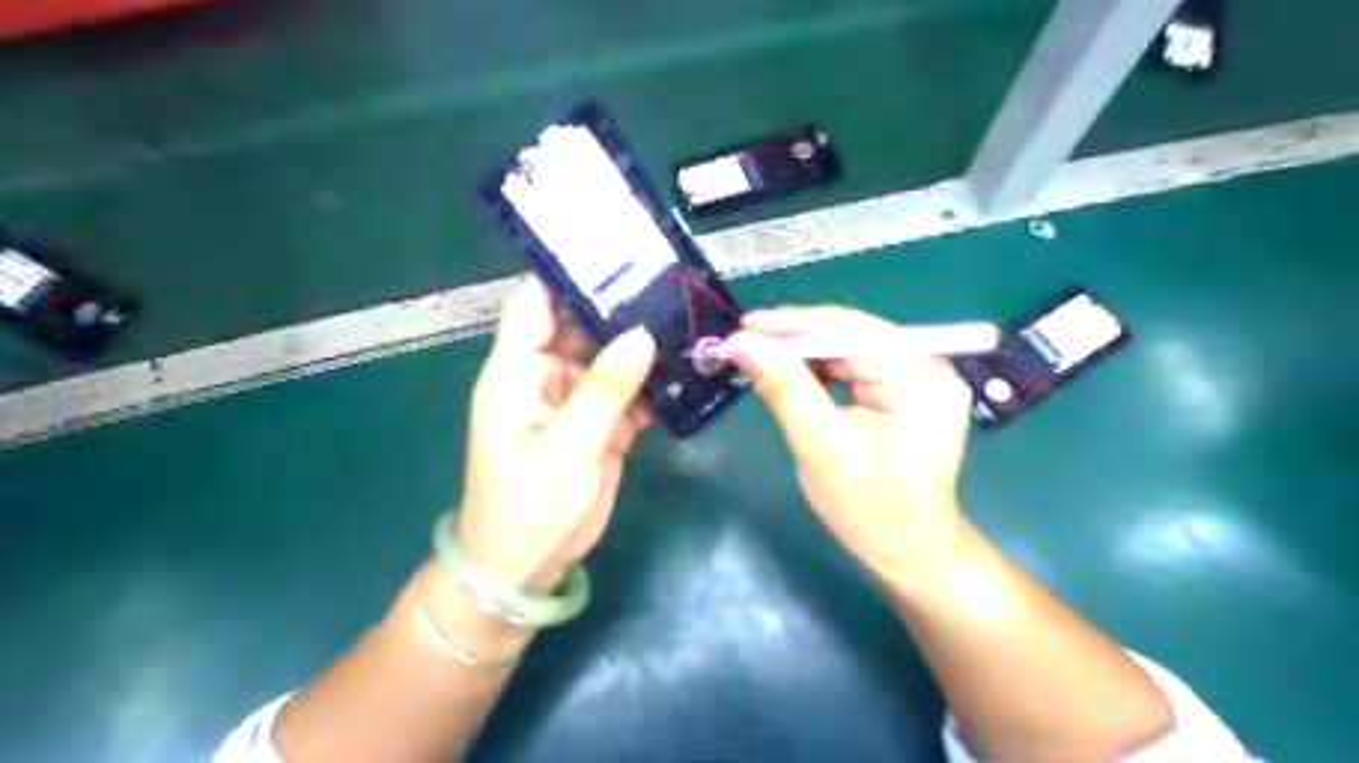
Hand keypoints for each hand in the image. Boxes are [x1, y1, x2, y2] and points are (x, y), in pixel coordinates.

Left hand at [455, 278, 658, 593]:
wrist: (530, 565)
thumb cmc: (529, 506)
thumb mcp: (566, 446)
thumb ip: (604, 389)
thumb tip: (642, 334)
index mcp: (518, 371)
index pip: (535, 305)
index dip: (566, 274)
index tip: (611, 248)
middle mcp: (547, 376)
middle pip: (582, 325)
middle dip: (620, 304)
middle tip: (669, 279)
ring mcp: (577, 399)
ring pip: (611, 356)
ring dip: (642, 342)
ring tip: (687, 314)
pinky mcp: (602, 423)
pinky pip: (629, 391)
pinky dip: (653, 382)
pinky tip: (686, 366)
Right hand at [734, 306, 977, 586]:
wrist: (910, 550)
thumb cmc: (870, 510)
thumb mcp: (822, 450)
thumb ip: (786, 390)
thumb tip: (743, 342)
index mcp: (921, 379)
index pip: (852, 332)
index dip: (794, 325)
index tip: (743, 327)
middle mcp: (929, 365)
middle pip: (852, 334)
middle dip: (796, 338)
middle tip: (743, 342)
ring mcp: (921, 375)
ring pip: (850, 346)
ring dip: (804, 351)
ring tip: (760, 355)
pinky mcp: (907, 386)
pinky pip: (856, 363)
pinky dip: (821, 367)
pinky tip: (792, 372)